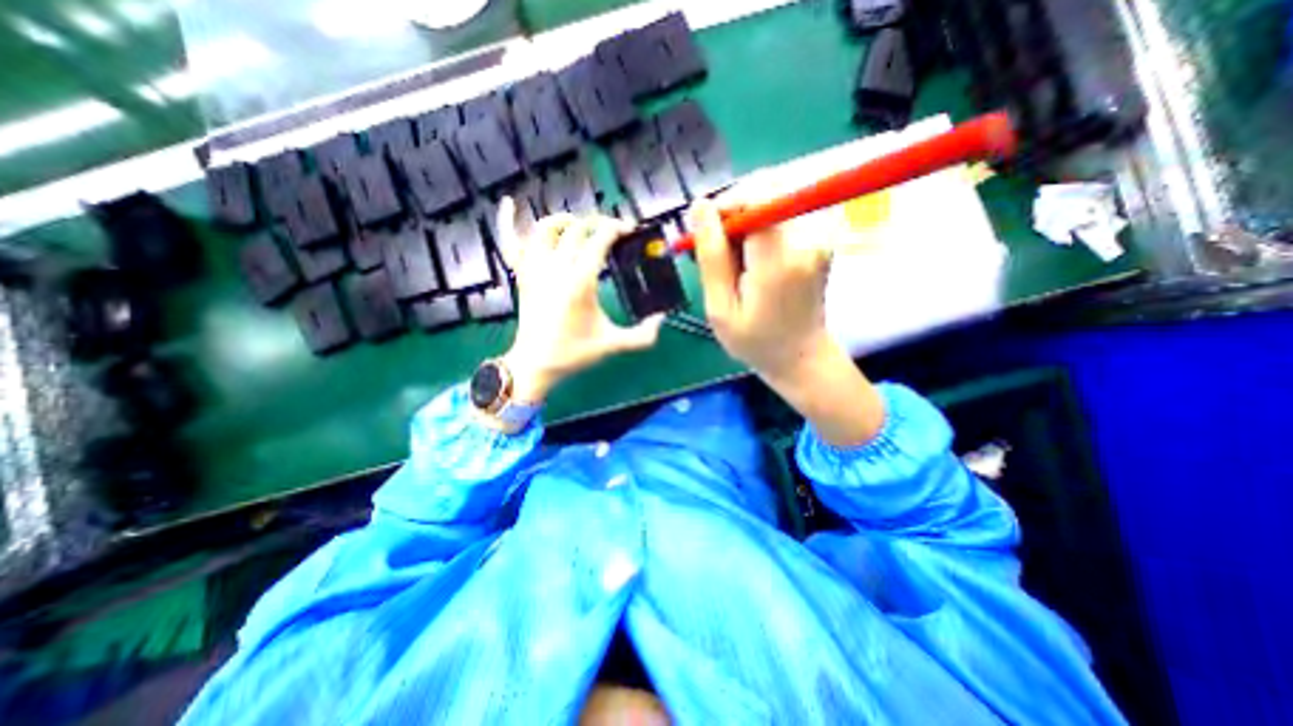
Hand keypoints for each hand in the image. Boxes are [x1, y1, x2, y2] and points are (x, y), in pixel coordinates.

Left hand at [490, 196, 659, 402]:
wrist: (536, 364)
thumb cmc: (573, 353)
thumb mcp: (612, 345)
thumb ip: (642, 335)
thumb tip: (662, 320)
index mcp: (580, 282)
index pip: (599, 240)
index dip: (616, 228)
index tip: (629, 229)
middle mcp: (556, 268)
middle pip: (577, 230)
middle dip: (597, 223)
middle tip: (611, 231)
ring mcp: (535, 269)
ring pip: (545, 229)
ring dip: (565, 220)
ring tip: (578, 224)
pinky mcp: (522, 275)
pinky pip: (511, 242)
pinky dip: (507, 220)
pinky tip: (507, 203)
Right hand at [693, 195, 833, 382]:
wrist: (801, 356)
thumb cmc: (755, 341)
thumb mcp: (720, 308)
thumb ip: (711, 257)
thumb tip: (700, 206)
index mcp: (778, 259)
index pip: (754, 198)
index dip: (725, 205)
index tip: (706, 231)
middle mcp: (806, 239)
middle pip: (763, 195)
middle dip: (733, 216)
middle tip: (717, 253)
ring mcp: (819, 237)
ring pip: (771, 204)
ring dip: (745, 225)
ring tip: (735, 264)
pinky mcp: (821, 238)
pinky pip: (782, 216)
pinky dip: (760, 231)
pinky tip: (752, 261)